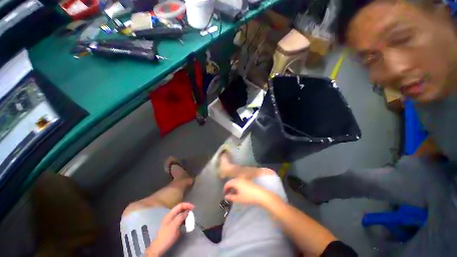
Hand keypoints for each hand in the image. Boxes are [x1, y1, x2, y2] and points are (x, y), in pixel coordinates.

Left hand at [147, 203, 193, 256]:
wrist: (159, 248)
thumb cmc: (166, 236)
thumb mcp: (174, 226)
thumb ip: (180, 217)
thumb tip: (187, 211)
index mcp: (170, 214)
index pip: (180, 206)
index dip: (187, 205)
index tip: (193, 207)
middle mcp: (171, 216)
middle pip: (181, 210)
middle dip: (187, 211)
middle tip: (192, 215)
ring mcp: (172, 221)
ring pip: (181, 215)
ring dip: (186, 216)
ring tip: (190, 220)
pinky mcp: (173, 226)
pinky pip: (180, 221)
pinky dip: (184, 221)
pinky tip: (186, 225)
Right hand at [224, 178, 270, 204]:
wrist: (260, 194)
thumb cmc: (248, 196)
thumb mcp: (238, 198)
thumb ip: (231, 197)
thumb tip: (226, 196)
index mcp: (236, 182)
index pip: (227, 183)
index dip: (225, 189)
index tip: (225, 194)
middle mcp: (239, 179)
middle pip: (231, 181)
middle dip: (229, 187)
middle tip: (228, 194)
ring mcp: (243, 179)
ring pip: (236, 181)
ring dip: (233, 186)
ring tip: (233, 193)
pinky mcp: (247, 181)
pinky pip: (240, 182)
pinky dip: (237, 186)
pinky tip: (239, 191)